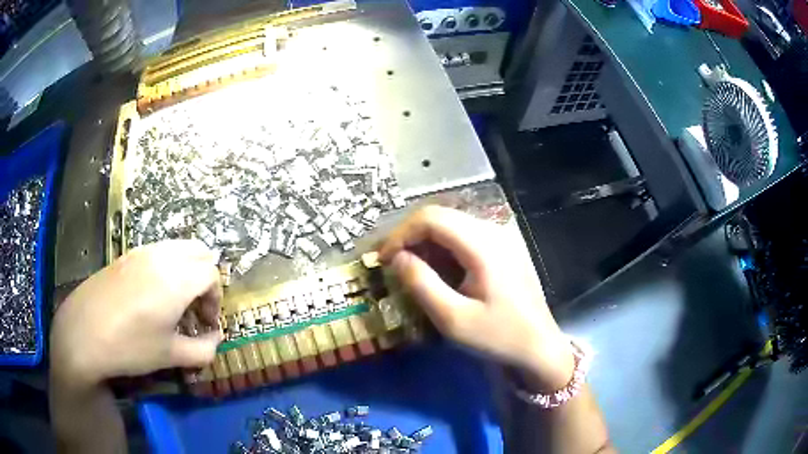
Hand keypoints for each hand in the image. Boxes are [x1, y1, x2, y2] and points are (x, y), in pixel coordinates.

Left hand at [51, 240, 222, 387]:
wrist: (84, 333)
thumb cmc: (130, 346)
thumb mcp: (171, 356)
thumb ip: (203, 349)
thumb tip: (215, 339)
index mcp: (177, 279)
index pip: (211, 274)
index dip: (215, 300)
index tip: (205, 324)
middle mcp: (161, 256)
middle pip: (198, 251)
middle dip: (205, 278)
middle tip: (195, 307)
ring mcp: (140, 252)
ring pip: (176, 248)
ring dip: (186, 270)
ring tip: (174, 301)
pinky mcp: (125, 256)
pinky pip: (156, 252)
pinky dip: (166, 267)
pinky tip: (151, 296)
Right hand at [378, 206, 574, 390]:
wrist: (538, 348)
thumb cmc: (497, 337)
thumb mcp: (453, 319)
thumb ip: (422, 284)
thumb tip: (397, 258)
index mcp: (483, 245)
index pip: (432, 217)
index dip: (401, 233)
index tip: (383, 259)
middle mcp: (493, 231)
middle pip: (441, 216)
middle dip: (410, 236)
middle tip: (391, 263)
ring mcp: (501, 238)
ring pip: (452, 225)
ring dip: (426, 242)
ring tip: (410, 269)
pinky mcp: (502, 248)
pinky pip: (465, 236)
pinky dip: (443, 248)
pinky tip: (437, 271)